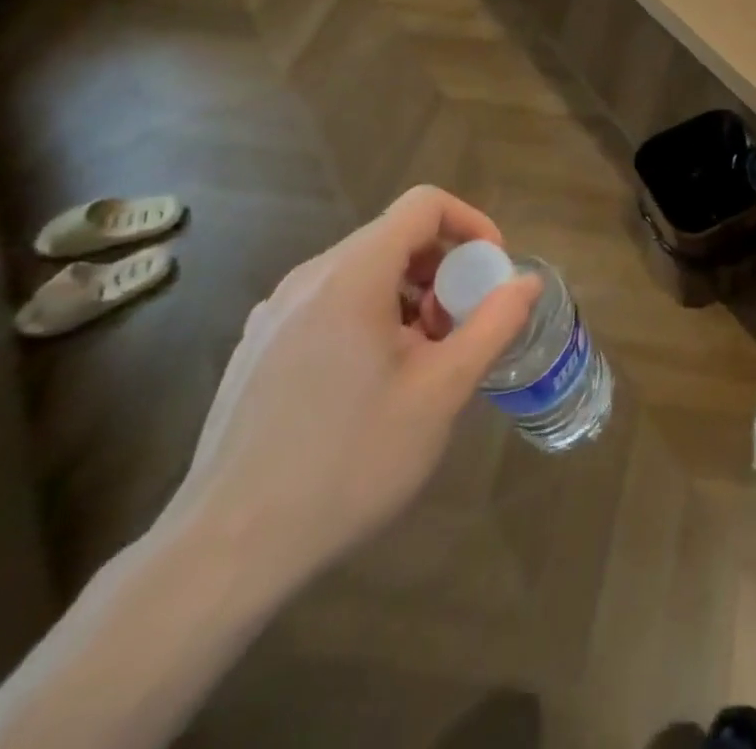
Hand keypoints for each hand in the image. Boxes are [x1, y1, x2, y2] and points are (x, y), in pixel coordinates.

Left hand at [165, 186, 541, 595]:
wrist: (228, 550)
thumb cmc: (349, 461)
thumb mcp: (442, 392)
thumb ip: (493, 324)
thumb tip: (527, 282)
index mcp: (352, 276)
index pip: (424, 205)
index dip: (471, 224)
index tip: (491, 272)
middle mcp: (308, 278)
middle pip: (394, 238)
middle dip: (443, 270)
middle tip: (459, 328)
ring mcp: (274, 312)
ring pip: (363, 272)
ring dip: (409, 296)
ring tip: (421, 362)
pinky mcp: (258, 346)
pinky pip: (330, 303)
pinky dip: (370, 317)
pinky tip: (371, 385)